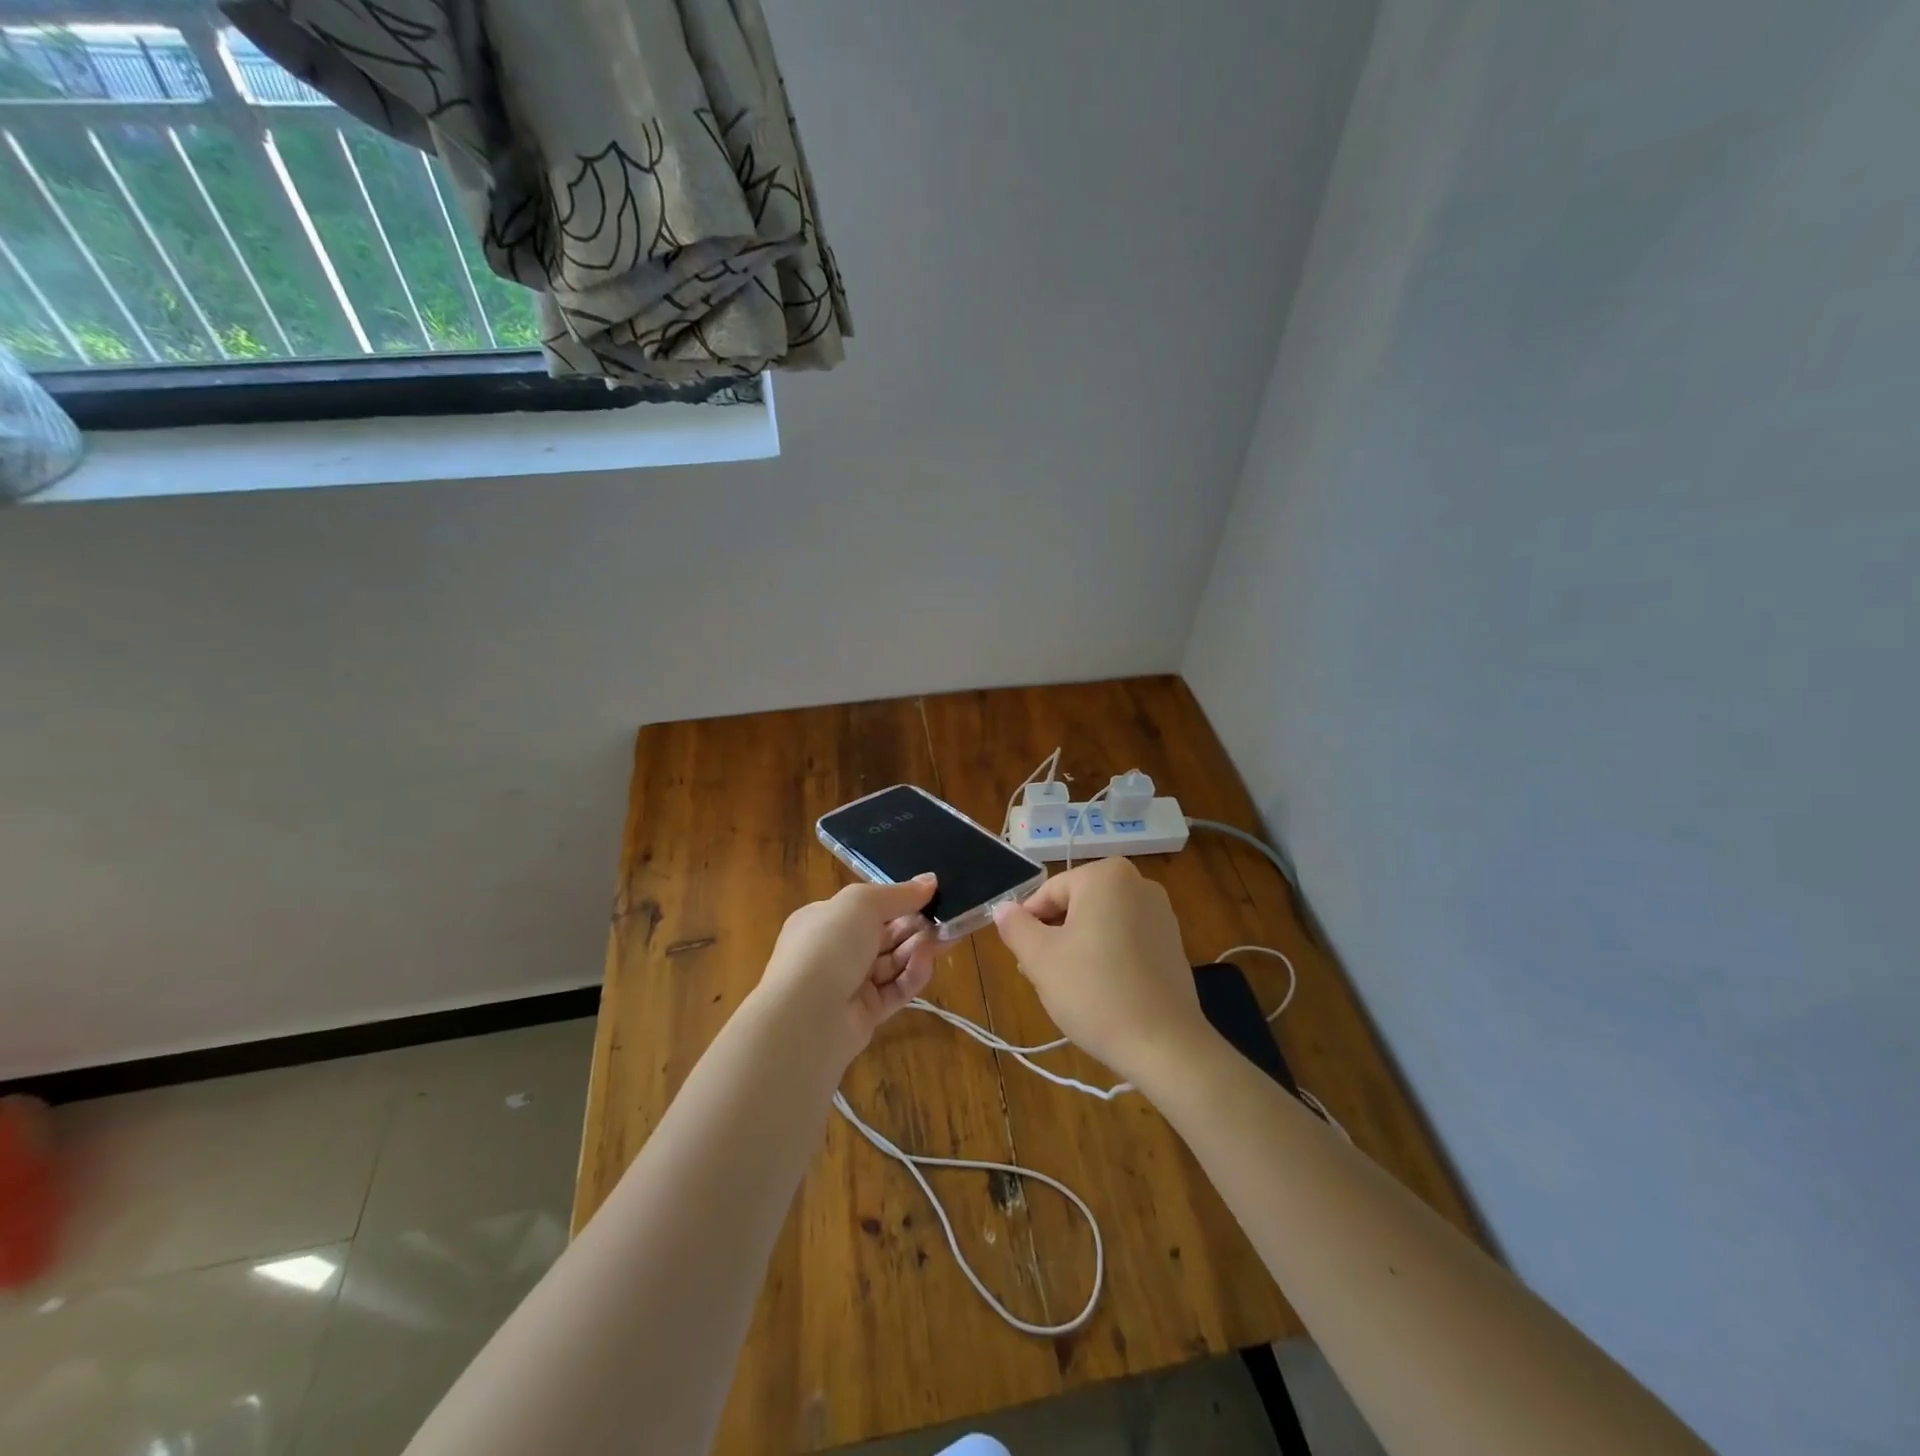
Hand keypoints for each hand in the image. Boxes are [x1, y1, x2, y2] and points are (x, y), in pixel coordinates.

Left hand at [754, 875, 940, 1063]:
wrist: (807, 1015)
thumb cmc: (828, 944)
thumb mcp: (862, 903)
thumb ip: (898, 893)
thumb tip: (930, 880)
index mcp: (823, 920)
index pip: (866, 907)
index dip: (898, 900)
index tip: (930, 894)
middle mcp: (834, 951)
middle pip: (884, 935)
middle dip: (915, 925)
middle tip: (948, 917)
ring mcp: (849, 985)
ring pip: (893, 962)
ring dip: (919, 948)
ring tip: (946, 937)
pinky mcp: (865, 1015)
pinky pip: (895, 990)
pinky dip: (912, 975)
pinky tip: (927, 962)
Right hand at [992, 858, 1213, 1085]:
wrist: (1165, 1044)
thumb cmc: (1095, 992)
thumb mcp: (1040, 959)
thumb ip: (1015, 926)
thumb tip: (1002, 908)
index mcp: (1106, 875)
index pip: (1049, 892)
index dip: (1029, 925)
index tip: (1024, 959)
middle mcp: (1138, 883)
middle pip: (1077, 905)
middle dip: (1056, 936)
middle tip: (1045, 976)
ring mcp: (1161, 912)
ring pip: (1101, 923)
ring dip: (1080, 947)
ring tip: (1073, 988)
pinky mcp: (1173, 942)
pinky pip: (1126, 939)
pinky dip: (1109, 957)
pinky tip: (1103, 991)